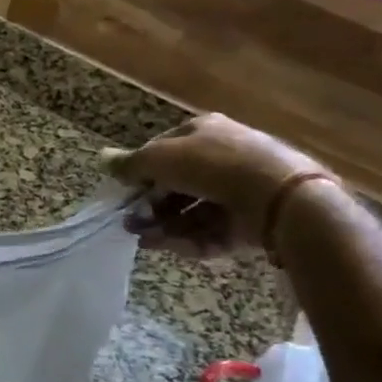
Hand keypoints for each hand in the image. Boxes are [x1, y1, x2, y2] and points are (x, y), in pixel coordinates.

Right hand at [104, 113, 329, 257]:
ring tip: (143, 240)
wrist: (278, 195)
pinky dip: (189, 240)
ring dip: (164, 226)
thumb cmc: (212, 165)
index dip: (141, 172)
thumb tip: (102, 159)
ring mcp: (238, 192)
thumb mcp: (161, 158)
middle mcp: (221, 158)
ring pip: (192, 211)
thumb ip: (130, 163)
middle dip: (150, 205)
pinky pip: (212, 232)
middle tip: (129, 223)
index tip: (124, 193)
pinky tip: (168, 248)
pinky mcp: (249, 222)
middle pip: (177, 185)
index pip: (164, 151)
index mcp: (204, 132)